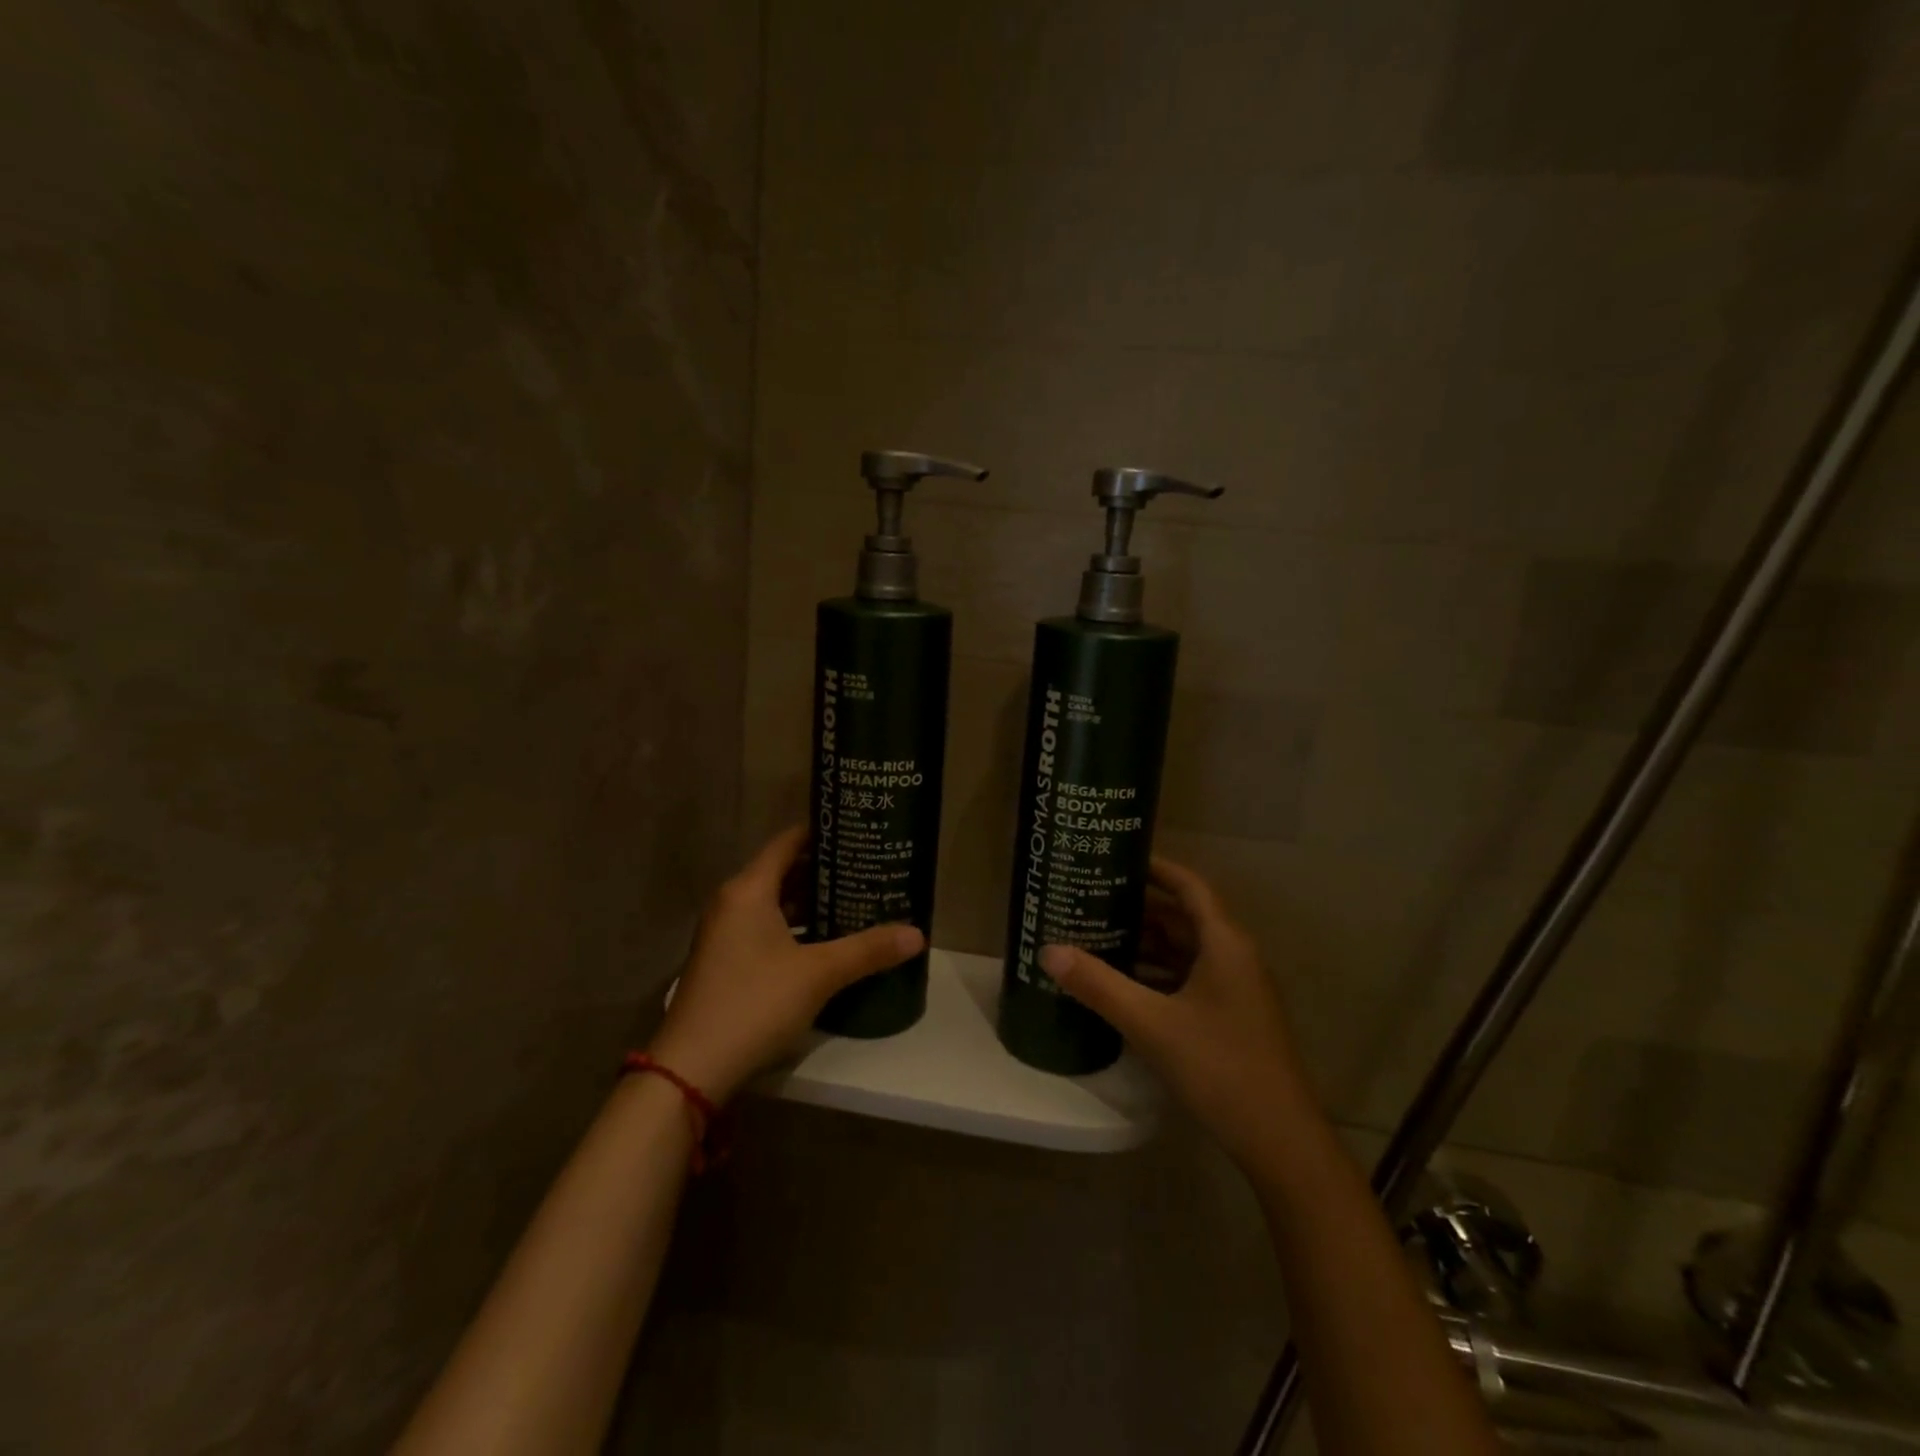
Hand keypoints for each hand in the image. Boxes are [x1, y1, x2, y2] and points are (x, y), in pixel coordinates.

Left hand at [647, 826, 923, 1102]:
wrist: (692, 1069)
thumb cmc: (754, 1003)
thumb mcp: (818, 974)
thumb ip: (868, 950)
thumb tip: (918, 934)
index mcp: (748, 890)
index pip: (788, 842)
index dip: (822, 833)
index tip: (858, 831)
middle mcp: (732, 902)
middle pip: (783, 871)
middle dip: (825, 870)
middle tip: (868, 868)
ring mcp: (725, 934)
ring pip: (775, 903)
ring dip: (812, 902)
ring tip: (856, 900)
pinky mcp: (725, 962)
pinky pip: (765, 928)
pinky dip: (795, 927)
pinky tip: (827, 941)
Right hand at [1040, 856, 1313, 1171]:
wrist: (1280, 1141)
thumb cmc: (1219, 1067)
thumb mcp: (1151, 1023)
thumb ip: (1099, 985)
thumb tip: (1048, 950)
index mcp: (1225, 943)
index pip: (1189, 886)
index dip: (1156, 868)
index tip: (1116, 858)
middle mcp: (1234, 957)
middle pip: (1184, 917)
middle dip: (1139, 907)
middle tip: (1092, 898)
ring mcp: (1236, 989)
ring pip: (1185, 950)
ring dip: (1146, 943)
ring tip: (1097, 935)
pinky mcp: (1232, 1017)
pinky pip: (1189, 979)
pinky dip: (1157, 974)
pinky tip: (1123, 984)